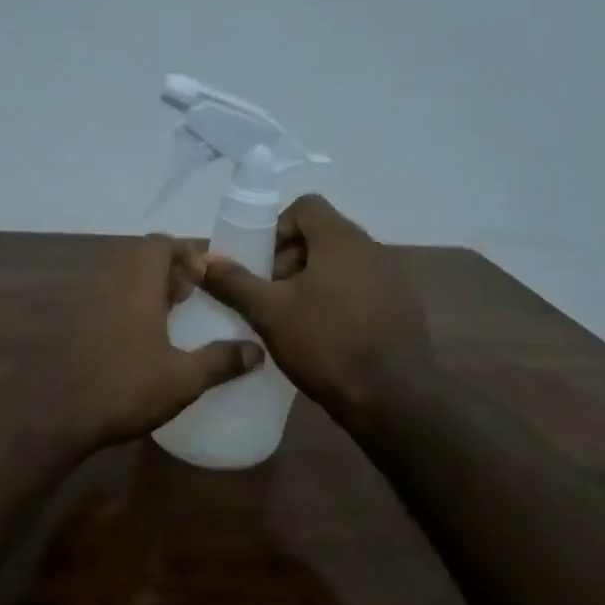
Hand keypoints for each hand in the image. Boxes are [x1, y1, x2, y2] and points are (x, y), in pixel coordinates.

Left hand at [48, 235, 262, 450]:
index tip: (206, 277)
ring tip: (169, 319)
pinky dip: (126, 308)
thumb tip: (257, 351)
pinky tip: (139, 342)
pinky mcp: (70, 325)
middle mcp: (107, 283)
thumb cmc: (126, 389)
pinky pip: (105, 301)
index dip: (186, 252)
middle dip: (169, 270)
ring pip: (121, 280)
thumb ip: (221, 361)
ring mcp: (84, 303)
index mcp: (136, 283)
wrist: (57, 416)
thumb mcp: (183, 379)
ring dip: (146, 290)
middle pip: (140, 258)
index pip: (160, 243)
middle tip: (191, 297)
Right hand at [199, 195, 432, 430]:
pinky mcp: (401, 308)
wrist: (391, 397)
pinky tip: (322, 336)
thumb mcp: (269, 313)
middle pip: (322, 236)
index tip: (260, 264)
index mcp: (341, 240)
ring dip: (311, 282)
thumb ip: (234, 282)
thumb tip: (204, 261)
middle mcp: (372, 249)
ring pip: (340, 265)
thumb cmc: (326, 344)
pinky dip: (336, 300)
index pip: (306, 206)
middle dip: (289, 260)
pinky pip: (360, 289)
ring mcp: (391, 279)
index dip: (276, 228)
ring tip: (292, 319)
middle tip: (270, 295)